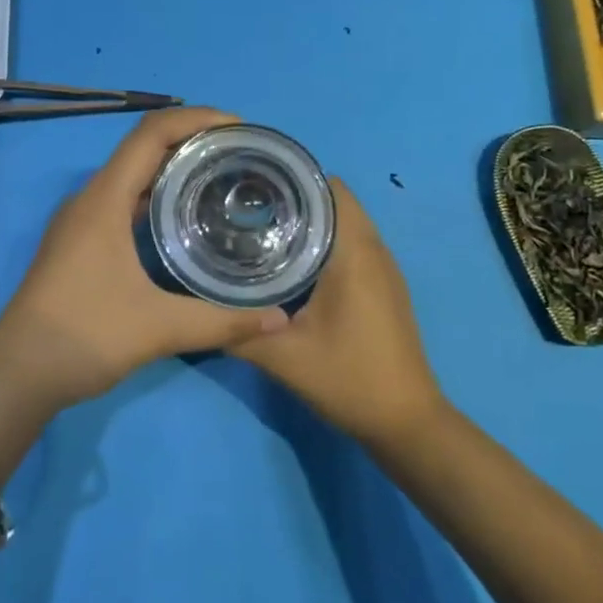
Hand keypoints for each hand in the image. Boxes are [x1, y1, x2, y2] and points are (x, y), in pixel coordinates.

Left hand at [0, 107, 288, 412]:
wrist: (18, 373)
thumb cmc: (84, 336)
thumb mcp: (158, 328)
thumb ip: (222, 321)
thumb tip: (281, 319)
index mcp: (103, 200)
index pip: (150, 134)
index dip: (195, 119)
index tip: (238, 126)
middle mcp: (90, 199)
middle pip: (142, 149)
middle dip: (190, 141)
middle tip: (239, 153)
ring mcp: (81, 221)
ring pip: (131, 177)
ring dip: (172, 169)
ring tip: (220, 178)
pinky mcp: (79, 243)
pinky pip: (123, 201)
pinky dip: (156, 197)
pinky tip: (183, 220)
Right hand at [232, 179, 445, 446]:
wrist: (406, 423)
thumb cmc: (348, 379)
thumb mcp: (282, 358)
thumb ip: (236, 328)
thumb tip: (196, 305)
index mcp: (354, 253)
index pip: (328, 188)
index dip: (291, 179)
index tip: (252, 185)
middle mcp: (374, 250)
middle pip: (335, 200)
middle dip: (294, 196)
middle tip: (247, 207)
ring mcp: (384, 268)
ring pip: (345, 222)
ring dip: (310, 218)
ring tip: (263, 227)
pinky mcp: (384, 286)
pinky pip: (352, 243)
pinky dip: (325, 240)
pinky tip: (292, 262)